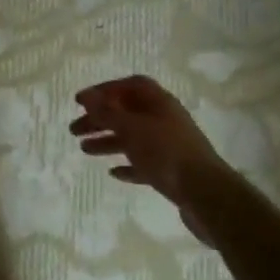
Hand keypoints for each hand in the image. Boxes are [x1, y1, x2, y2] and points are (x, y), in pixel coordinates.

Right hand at [71, 76, 222, 211]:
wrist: (205, 193)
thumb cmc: (165, 152)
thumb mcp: (131, 128)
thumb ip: (106, 112)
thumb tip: (86, 95)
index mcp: (159, 102)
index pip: (129, 85)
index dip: (104, 90)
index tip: (81, 101)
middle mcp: (164, 119)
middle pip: (127, 112)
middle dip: (100, 119)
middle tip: (74, 130)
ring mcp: (169, 146)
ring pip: (133, 138)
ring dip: (108, 141)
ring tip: (84, 150)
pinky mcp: (171, 171)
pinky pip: (144, 162)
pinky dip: (127, 164)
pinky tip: (113, 172)